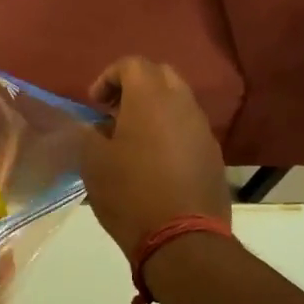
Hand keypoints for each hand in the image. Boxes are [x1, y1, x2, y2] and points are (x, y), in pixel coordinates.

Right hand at [78, 57, 229, 258]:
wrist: (182, 239)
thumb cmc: (129, 193)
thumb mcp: (93, 162)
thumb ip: (90, 134)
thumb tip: (98, 127)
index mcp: (150, 99)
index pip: (132, 64)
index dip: (108, 77)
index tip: (94, 104)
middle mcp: (182, 105)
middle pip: (160, 75)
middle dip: (135, 87)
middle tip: (114, 113)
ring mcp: (203, 130)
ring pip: (178, 102)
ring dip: (154, 110)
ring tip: (132, 139)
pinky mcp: (213, 155)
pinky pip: (188, 129)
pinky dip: (169, 132)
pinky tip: (153, 162)